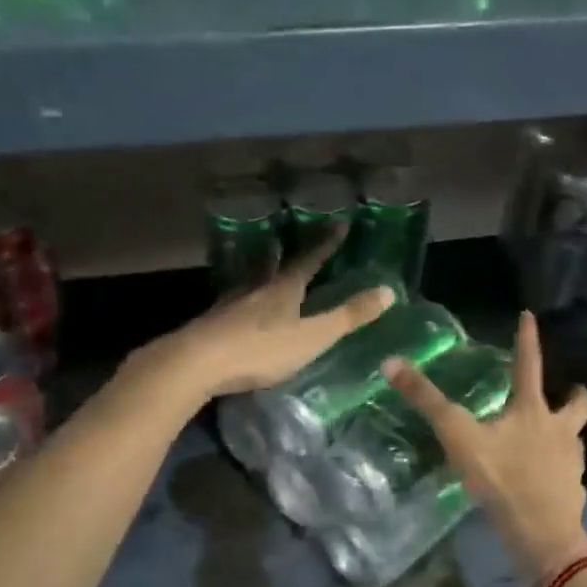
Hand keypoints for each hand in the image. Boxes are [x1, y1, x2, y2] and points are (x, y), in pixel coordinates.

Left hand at [127, 234, 394, 405]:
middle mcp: (256, 290)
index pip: (309, 261)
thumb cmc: (260, 350)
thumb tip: (388, 290)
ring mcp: (229, 305)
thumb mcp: (312, 337)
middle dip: (281, 253)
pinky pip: (229, 302)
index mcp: (284, 290)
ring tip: (257, 262)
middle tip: (282, 239)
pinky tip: (230, 305)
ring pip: (246, 281)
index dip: (326, 245)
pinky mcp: (210, 324)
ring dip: (255, 270)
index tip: (339, 224)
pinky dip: (236, 297)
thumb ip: (348, 316)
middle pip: (271, 266)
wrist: (197, 362)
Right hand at [383, 310, 586, 586]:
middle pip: (578, 404)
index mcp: (532, 410)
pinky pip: (570, 470)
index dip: (528, 338)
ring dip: (568, 430)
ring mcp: (570, 460)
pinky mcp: (572, 489)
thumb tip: (391, 363)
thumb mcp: (458, 435)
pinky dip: (561, 467)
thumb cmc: (501, 477)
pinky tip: (547, 475)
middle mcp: (558, 429)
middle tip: (570, 389)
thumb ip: (426, 401)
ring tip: (555, 434)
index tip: (530, 315)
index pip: (529, 364)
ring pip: (576, 437)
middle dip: (575, 393)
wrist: (542, 533)